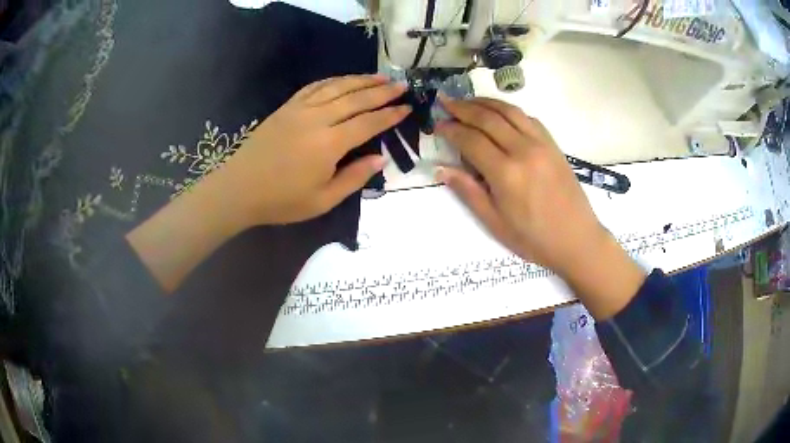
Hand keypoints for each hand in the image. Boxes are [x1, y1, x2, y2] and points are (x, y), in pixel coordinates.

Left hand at [216, 74, 410, 226]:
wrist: (239, 189)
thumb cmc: (281, 201)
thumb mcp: (322, 200)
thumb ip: (354, 178)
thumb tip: (380, 159)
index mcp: (329, 144)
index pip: (368, 123)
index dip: (390, 115)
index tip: (407, 107)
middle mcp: (317, 119)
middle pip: (356, 99)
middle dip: (382, 91)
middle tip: (402, 85)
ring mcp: (299, 109)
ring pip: (336, 87)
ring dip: (360, 80)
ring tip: (380, 77)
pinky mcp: (286, 107)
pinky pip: (313, 87)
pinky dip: (332, 81)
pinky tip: (342, 80)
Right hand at [436, 97, 644, 318]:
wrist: (576, 239)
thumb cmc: (533, 238)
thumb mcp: (495, 222)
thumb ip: (468, 191)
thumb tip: (441, 169)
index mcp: (506, 173)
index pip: (471, 140)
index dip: (451, 130)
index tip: (437, 125)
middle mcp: (523, 150)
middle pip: (488, 118)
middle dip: (463, 108)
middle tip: (445, 102)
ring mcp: (541, 144)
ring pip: (509, 111)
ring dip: (485, 102)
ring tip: (468, 101)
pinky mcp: (553, 145)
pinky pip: (528, 118)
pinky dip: (510, 111)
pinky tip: (500, 114)